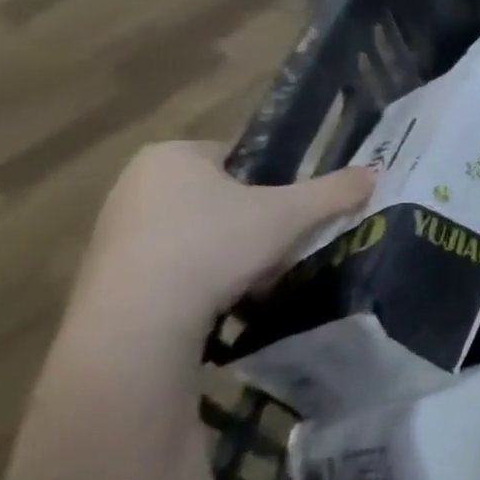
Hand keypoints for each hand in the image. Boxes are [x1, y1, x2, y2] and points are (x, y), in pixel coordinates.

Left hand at [70, 142, 374, 341]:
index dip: (274, 181)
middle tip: (280, 243)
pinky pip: (170, 265)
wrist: (137, 324)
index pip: (240, 156)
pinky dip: (199, 278)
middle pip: (219, 194)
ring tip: (254, 277)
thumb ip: (335, 190)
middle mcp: (135, 182)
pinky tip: (220, 300)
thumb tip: (375, 172)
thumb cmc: (214, 246)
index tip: (292, 210)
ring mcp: (114, 229)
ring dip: (228, 250)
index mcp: (173, 155)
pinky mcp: (105, 275)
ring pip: (197, 231)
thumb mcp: (291, 214)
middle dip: (251, 219)